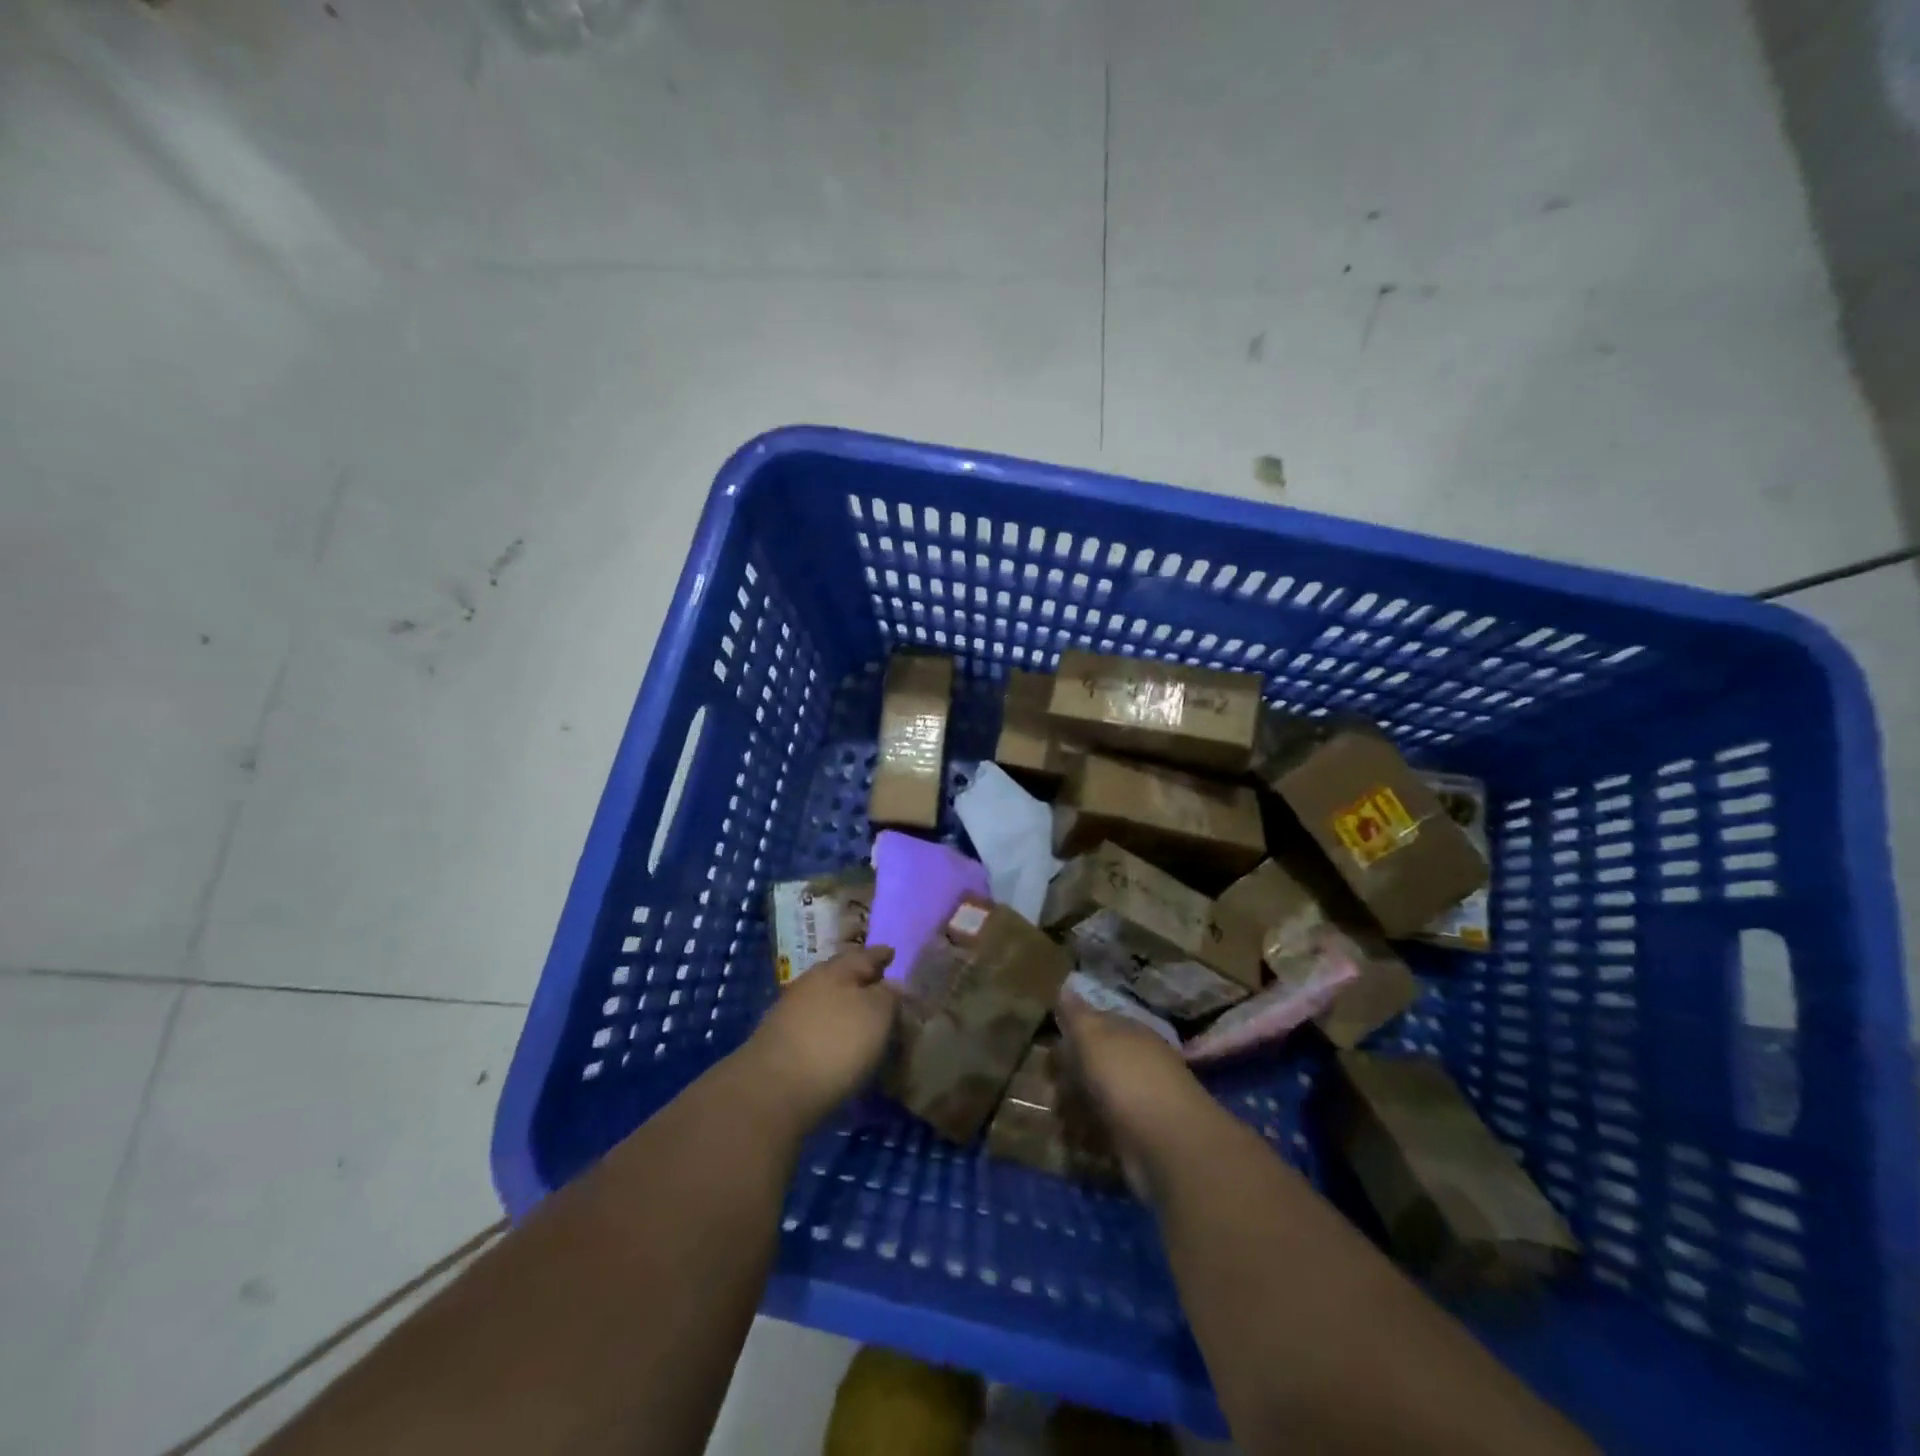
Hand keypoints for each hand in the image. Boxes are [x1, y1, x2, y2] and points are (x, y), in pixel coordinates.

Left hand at [742, 946, 900, 1130]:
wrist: (773, 1088)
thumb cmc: (835, 1043)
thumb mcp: (877, 1014)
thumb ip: (888, 995)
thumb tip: (891, 984)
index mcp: (837, 969)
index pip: (865, 955)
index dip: (880, 955)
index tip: (892, 953)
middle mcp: (812, 982)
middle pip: (840, 973)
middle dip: (859, 975)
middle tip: (878, 980)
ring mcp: (791, 1011)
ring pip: (824, 996)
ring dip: (842, 1000)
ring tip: (860, 1011)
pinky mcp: (780, 1040)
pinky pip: (813, 1021)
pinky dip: (828, 1023)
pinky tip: (835, 1036)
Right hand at [1057, 986, 1212, 1197]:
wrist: (1168, 1144)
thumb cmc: (1126, 1078)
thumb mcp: (1094, 1037)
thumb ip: (1077, 1014)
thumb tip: (1066, 985)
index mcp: (1130, 1032)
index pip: (1098, 1023)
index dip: (1072, 1032)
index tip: (1049, 1045)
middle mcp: (1138, 1062)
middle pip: (1096, 1061)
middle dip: (1070, 1074)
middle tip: (1049, 1084)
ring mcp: (1141, 1101)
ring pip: (1099, 1096)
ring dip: (1076, 1105)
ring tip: (1058, 1114)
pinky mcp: (1139, 1138)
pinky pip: (1105, 1129)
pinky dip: (1089, 1133)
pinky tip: (1075, 1137)